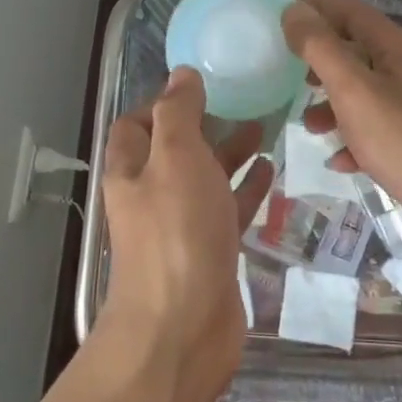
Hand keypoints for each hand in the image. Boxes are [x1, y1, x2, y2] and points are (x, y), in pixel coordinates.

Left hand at [98, 67, 273, 401]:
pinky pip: (228, 209)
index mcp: (132, 170)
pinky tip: (269, 170)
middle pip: (174, 151)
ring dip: (229, 153)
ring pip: (205, 179)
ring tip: (263, 127)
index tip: (201, 85)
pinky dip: (246, 188)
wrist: (183, 326)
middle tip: (242, 101)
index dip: (162, 102)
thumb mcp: (176, 157)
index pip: (136, 124)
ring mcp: (182, 227)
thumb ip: (178, 113)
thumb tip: (181, 74)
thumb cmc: (176, 232)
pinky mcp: (211, 252)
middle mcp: (152, 196)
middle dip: (204, 125)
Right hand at [281, 0, 401, 247]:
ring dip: (334, 106)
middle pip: (359, 52)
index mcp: (399, 50)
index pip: (352, 12)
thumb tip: (294, 10)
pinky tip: (340, 161)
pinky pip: (378, 133)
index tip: (281, 20)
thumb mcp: (355, 90)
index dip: (316, 9)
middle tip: (291, 75)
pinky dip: (354, 141)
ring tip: (311, 127)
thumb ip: (321, 49)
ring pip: (366, 95)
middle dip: (321, 62)